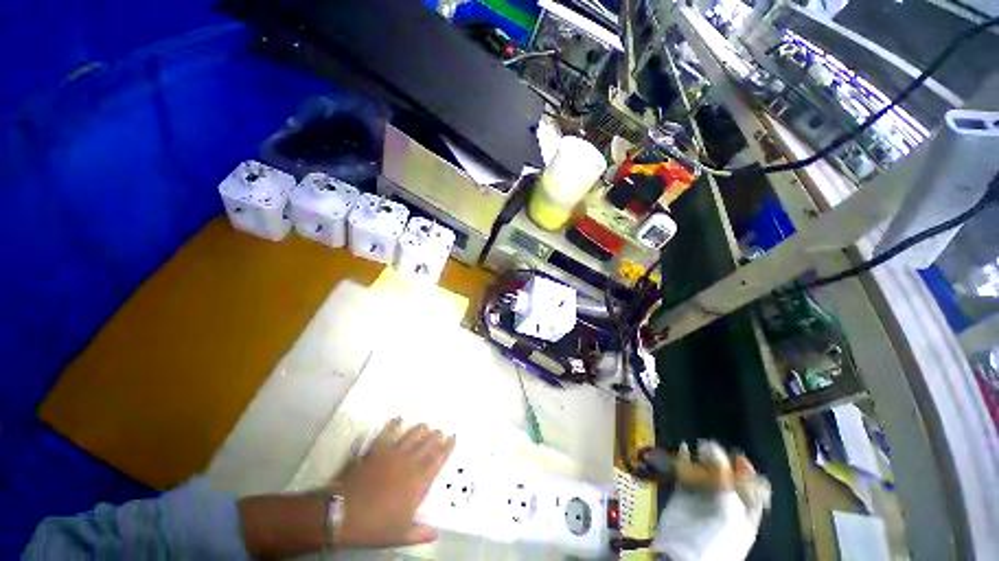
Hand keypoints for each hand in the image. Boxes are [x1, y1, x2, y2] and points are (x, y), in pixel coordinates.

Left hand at [333, 418, 455, 548]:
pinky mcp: (376, 450)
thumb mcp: (400, 534)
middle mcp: (409, 462)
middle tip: (441, 430)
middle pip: (427, 444)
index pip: (438, 459)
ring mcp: (393, 453)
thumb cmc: (375, 526)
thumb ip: (420, 533)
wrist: (345, 513)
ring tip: (426, 424)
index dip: (448, 447)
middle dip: (436, 436)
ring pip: (412, 435)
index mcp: (419, 481)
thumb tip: (435, 533)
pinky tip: (399, 418)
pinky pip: (388, 433)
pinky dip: (394, 424)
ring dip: (420, 429)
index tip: (454, 437)